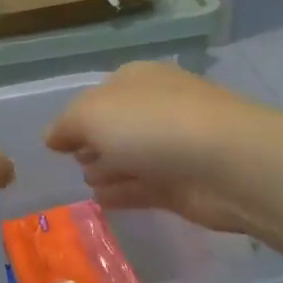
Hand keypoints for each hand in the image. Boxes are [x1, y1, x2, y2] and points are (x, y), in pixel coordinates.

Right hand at [45, 62, 259, 234]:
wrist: (229, 163)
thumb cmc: (153, 126)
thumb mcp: (91, 114)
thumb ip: (66, 125)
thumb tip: (53, 138)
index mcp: (135, 80)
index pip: (98, 96)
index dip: (76, 118)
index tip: (57, 143)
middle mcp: (155, 108)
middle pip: (115, 127)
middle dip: (93, 143)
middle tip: (74, 162)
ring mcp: (172, 147)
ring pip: (130, 157)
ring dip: (107, 169)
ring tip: (88, 184)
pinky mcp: (183, 184)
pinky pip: (143, 187)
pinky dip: (123, 193)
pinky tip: (103, 202)